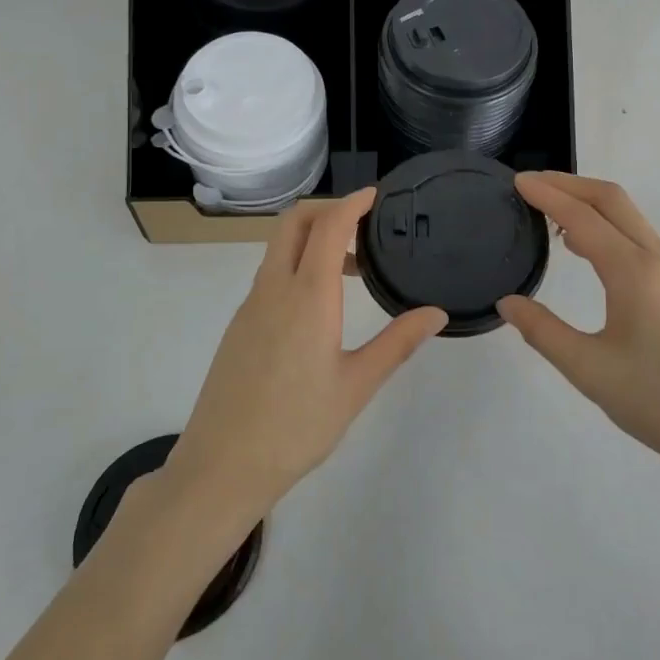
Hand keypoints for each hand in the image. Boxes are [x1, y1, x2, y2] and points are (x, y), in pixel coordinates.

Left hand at [164, 189, 447, 524]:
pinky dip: (297, 264)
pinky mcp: (240, 324)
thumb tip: (436, 313)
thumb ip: (397, 344)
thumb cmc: (297, 425)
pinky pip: (270, 274)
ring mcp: (251, 305)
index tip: (375, 195)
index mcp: (307, 296)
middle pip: (293, 223)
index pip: (327, 227)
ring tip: (352, 268)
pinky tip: (320, 304)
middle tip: (363, 224)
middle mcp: (273, 288)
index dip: (351, 203)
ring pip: (278, 248)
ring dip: (312, 238)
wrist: (222, 464)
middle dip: (326, 209)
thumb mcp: (357, 386)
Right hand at [498, 173, 659, 499]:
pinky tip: (589, 251)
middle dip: (570, 184)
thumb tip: (508, 302)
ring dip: (591, 204)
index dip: (547, 196)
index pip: (583, 218)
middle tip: (531, 185)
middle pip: (613, 200)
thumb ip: (544, 331)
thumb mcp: (590, 372)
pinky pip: (642, 239)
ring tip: (551, 214)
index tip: (517, 182)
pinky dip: (609, 227)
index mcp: (635, 273)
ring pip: (631, 218)